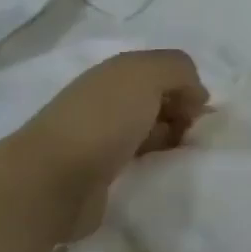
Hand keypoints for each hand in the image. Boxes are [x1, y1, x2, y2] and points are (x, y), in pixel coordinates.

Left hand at [15, 50, 206, 239]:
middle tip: (189, 135)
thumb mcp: (148, 74)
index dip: (187, 87)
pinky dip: (154, 163)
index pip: (165, 71)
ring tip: (177, 156)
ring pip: (151, 131)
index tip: (198, 111)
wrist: (52, 181)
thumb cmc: (104, 120)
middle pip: (159, 101)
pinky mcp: (99, 173)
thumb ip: (180, 70)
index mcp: (116, 73)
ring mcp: (100, 137)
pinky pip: (139, 161)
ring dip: (170, 141)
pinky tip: (160, 171)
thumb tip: (195, 96)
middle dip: (182, 115)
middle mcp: (108, 99)